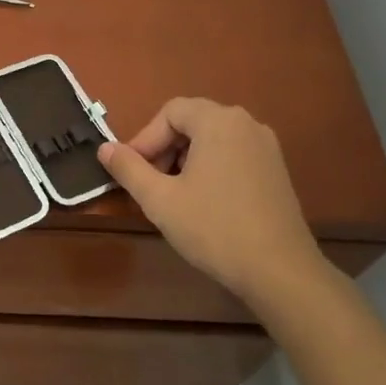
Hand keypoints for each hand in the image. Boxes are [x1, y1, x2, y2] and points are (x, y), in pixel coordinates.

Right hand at [98, 98, 328, 320]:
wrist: (280, 272)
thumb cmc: (214, 228)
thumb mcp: (159, 199)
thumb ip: (128, 169)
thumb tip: (104, 149)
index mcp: (218, 121)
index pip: (170, 112)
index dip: (145, 139)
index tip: (134, 172)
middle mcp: (246, 124)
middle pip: (192, 122)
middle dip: (165, 149)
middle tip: (151, 184)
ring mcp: (266, 147)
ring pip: (212, 139)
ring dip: (186, 159)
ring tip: (175, 195)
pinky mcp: (277, 171)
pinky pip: (233, 154)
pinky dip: (211, 168)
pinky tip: (205, 202)